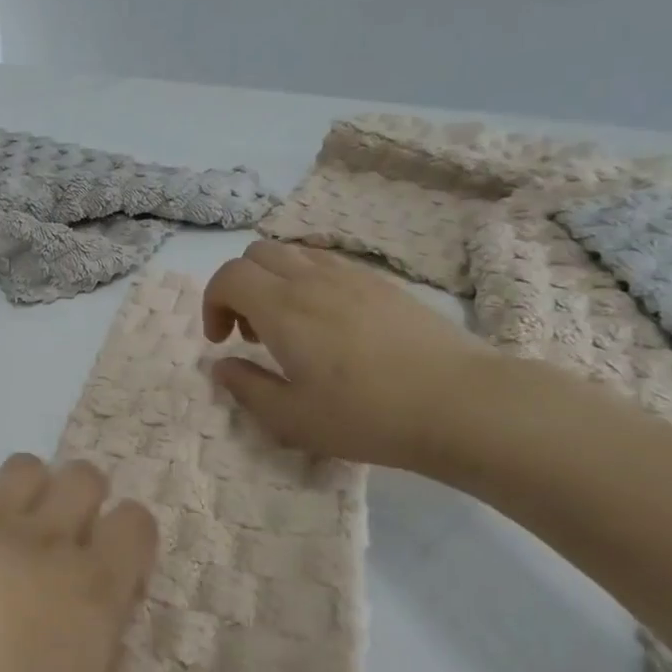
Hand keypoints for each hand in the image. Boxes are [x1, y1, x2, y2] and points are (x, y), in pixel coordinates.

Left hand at [0, 455, 156, 671]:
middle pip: (84, 476)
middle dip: (81, 496)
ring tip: (2, 532)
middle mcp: (44, 537)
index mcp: (92, 588)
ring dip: (22, 488)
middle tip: (60, 541)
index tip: (115, 566)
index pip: (136, 527)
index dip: (131, 536)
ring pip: (23, 467)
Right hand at [202, 241, 490, 469]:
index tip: (221, 342)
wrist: (459, 403)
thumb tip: (222, 365)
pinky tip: (329, 325)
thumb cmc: (366, 415)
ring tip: (289, 327)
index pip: (228, 276)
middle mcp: (312, 279)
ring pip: (294, 253)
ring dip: (274, 281)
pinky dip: (309, 281)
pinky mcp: (383, 284)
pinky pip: (329, 263)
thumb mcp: (291, 418)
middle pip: (257, 254)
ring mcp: (352, 276)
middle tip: (251, 332)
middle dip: (239, 287)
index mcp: (282, 307)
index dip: (212, 303)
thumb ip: (247, 387)